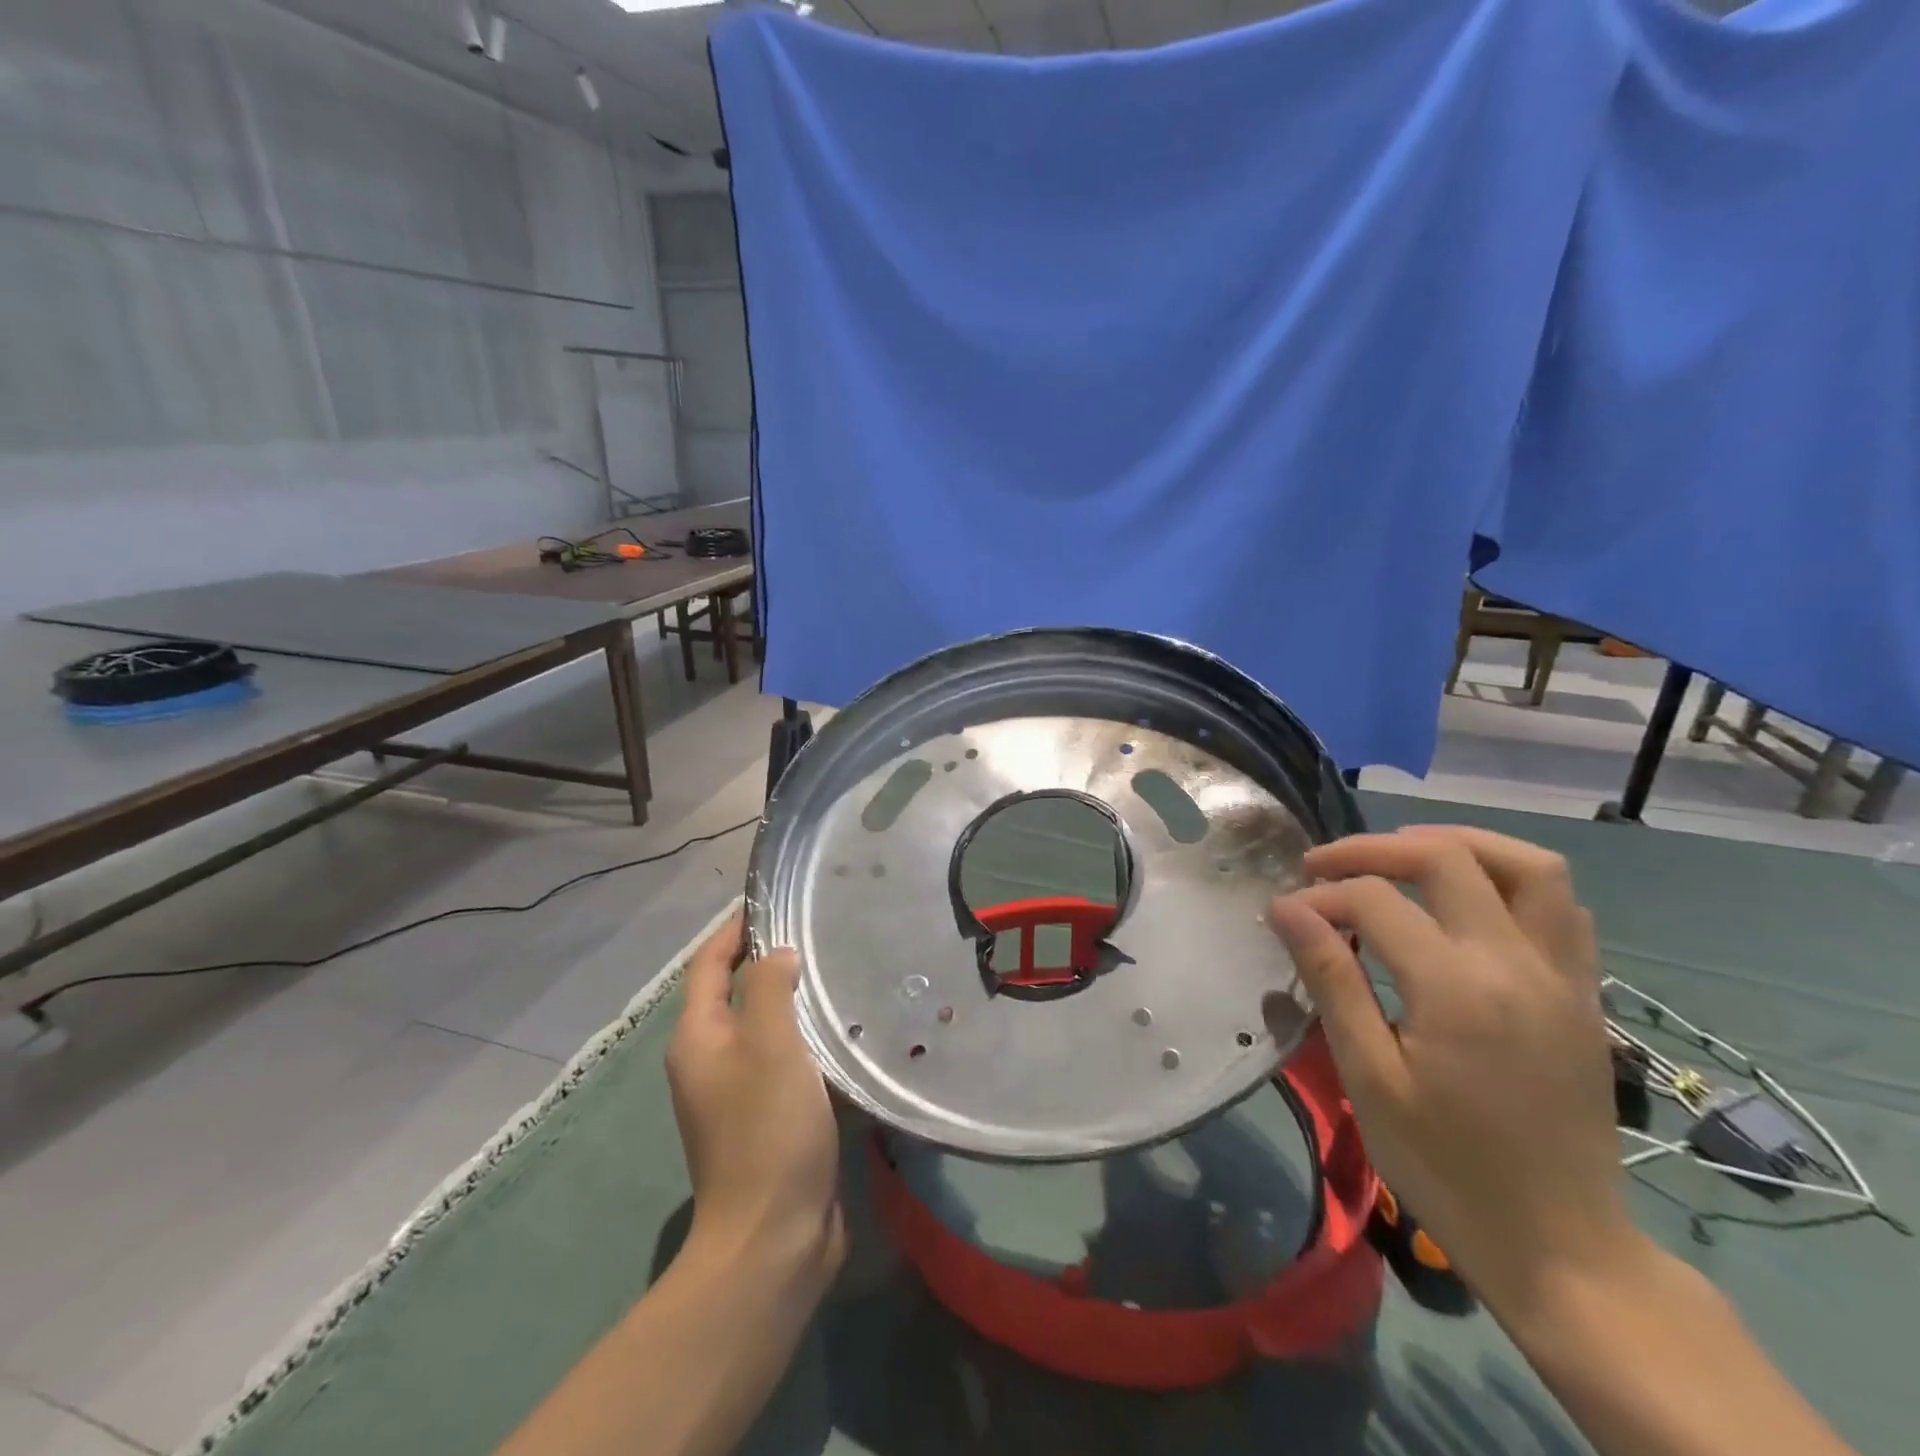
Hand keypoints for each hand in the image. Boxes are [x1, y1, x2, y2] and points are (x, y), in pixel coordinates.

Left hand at [666, 912, 844, 1293]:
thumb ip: (772, 989)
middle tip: (817, 932)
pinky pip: (784, 1059)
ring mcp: (736, 1092)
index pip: (710, 964)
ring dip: (792, 1000)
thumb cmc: (768, 1130)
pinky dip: (807, 1037)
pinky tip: (843, 1029)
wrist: (774, 1238)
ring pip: (764, 1026)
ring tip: (836, 971)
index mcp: (698, 1038)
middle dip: (768, 959)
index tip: (775, 901)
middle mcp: (709, 1060)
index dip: (736, 928)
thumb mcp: (772, 1046)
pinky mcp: (767, 1117)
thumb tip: (778, 954)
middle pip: (735, 992)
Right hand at [1269, 826, 1641, 1319]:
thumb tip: (1287, 908)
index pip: (1375, 901)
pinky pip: (1561, 907)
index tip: (1285, 913)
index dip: (1320, 896)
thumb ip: (1331, 980)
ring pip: (1527, 866)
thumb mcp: (1369, 1078)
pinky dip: (1509, 880)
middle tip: (1325, 866)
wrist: (1562, 1246)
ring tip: (1401, 856)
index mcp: (1458, 989)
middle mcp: (1518, 964)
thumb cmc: (1447, 1167)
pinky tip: (1467, 898)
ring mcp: (1563, 975)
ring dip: (1457, 844)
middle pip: (1447, 859)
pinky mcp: (1584, 993)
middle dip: (1374, 849)